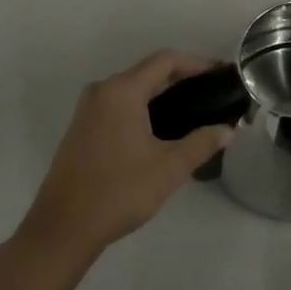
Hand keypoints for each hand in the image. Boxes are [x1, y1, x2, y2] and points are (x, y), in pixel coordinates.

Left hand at [20, 52, 235, 266]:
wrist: (62, 229)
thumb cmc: (119, 191)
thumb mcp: (169, 168)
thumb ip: (202, 143)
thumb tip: (228, 130)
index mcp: (122, 91)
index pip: (165, 60)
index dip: (196, 63)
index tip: (220, 75)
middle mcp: (102, 91)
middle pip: (148, 71)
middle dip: (181, 78)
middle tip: (211, 94)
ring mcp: (87, 110)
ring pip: (132, 89)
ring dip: (161, 94)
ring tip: (192, 111)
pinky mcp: (81, 129)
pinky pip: (118, 104)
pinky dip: (142, 107)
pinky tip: (160, 129)